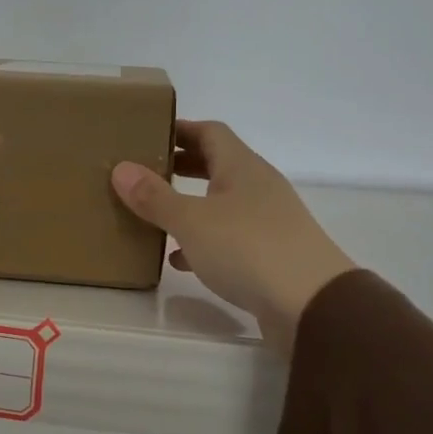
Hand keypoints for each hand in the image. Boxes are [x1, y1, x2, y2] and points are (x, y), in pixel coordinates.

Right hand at [111, 121, 354, 351]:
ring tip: (154, 215)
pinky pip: (229, 239)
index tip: (148, 133)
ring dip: (191, 206)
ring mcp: (268, 222)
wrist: (312, 304)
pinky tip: (179, 260)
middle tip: (144, 171)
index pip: (210, 132)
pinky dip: (203, 243)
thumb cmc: (248, 249)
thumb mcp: (192, 221)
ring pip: (222, 204)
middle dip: (182, 166)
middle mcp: (258, 187)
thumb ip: (155, 197)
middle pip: (217, 165)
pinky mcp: (270, 255)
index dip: (180, 129)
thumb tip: (121, 168)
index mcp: (242, 167)